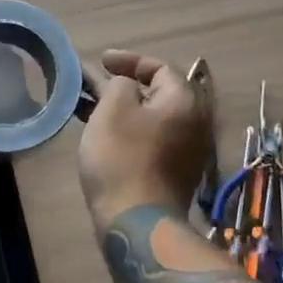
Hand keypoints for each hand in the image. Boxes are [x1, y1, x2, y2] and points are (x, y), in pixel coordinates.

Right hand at [77, 49, 213, 222]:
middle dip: (123, 85)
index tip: (101, 60)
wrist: (136, 221)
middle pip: (158, 93)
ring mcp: (186, 151)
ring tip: (88, 106)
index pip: (161, 67)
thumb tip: (126, 86)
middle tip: (93, 82)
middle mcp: (194, 123)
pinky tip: (101, 132)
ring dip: (121, 107)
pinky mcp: (172, 172)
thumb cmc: (122, 157)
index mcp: (184, 102)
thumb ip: (119, 84)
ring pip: (151, 117)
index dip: (129, 60)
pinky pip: (150, 138)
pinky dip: (127, 128)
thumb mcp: (113, 108)